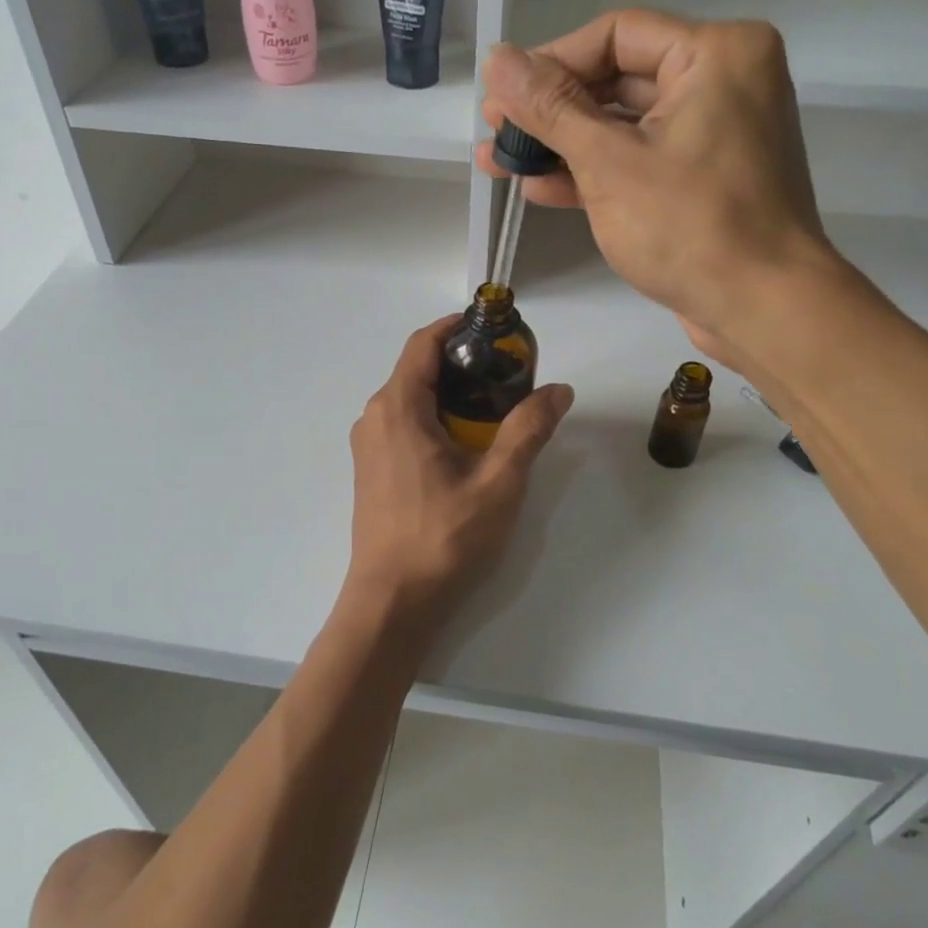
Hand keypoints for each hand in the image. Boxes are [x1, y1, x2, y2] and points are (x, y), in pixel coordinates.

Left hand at [341, 318, 572, 641]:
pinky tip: (466, 443)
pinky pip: (403, 424)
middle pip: (417, 368)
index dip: (457, 327)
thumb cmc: (443, 537)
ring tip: (494, 408)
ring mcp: (368, 445)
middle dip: (461, 362)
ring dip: (449, 392)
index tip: (495, 330)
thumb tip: (559, 389)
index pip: (423, 343)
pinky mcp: (371, 469)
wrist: (392, 601)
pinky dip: (434, 417)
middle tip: (508, 374)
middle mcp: (374, 417)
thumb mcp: (498, 482)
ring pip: (410, 398)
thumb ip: (528, 430)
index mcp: (398, 408)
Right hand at [477, 9, 841, 365]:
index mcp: (716, 53)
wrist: (763, 310)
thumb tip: (497, 58)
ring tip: (499, 162)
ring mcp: (714, 133)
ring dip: (562, 145)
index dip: (550, 62)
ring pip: (624, 124)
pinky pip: (641, 159)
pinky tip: (539, 188)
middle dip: (550, 110)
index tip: (501, 95)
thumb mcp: (609, 162)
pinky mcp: (703, 178)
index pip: (615, 35)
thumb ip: (550, 108)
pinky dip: (594, 172)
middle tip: (494, 131)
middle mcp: (722, 81)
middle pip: (617, 78)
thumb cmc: (690, 226)